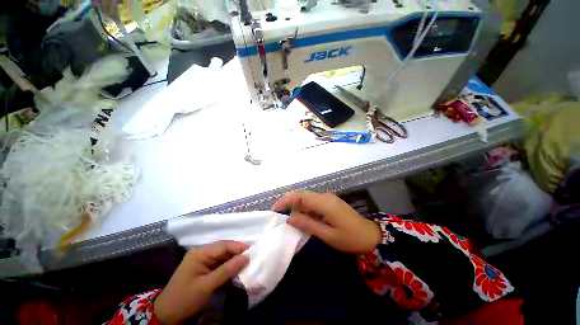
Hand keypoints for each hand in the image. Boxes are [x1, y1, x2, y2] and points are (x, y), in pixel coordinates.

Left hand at [154, 241, 248, 323]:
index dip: (239, 247)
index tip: (253, 251)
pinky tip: (237, 271)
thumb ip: (227, 270)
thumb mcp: (207, 286)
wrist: (167, 315)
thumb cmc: (185, 299)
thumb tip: (246, 257)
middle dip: (238, 253)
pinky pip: (220, 264)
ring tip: (247, 264)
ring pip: (223, 257)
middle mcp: (202, 253)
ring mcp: (203, 261)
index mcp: (200, 253)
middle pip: (224, 249)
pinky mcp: (204, 269)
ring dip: (234, 261)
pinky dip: (228, 268)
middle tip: (252, 258)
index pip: (224, 245)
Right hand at [273, 192, 380, 253]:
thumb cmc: (350, 238)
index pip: (300, 196)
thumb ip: (308, 225)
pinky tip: (304, 219)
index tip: (275, 210)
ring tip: (291, 220)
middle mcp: (325, 197)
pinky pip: (313, 202)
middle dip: (289, 203)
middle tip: (280, 216)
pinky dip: (305, 209)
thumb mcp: (328, 235)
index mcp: (324, 203)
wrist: (371, 236)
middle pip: (302, 195)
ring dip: (297, 207)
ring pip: (307, 198)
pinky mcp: (330, 202)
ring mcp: (328, 198)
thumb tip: (289, 218)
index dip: (285, 200)